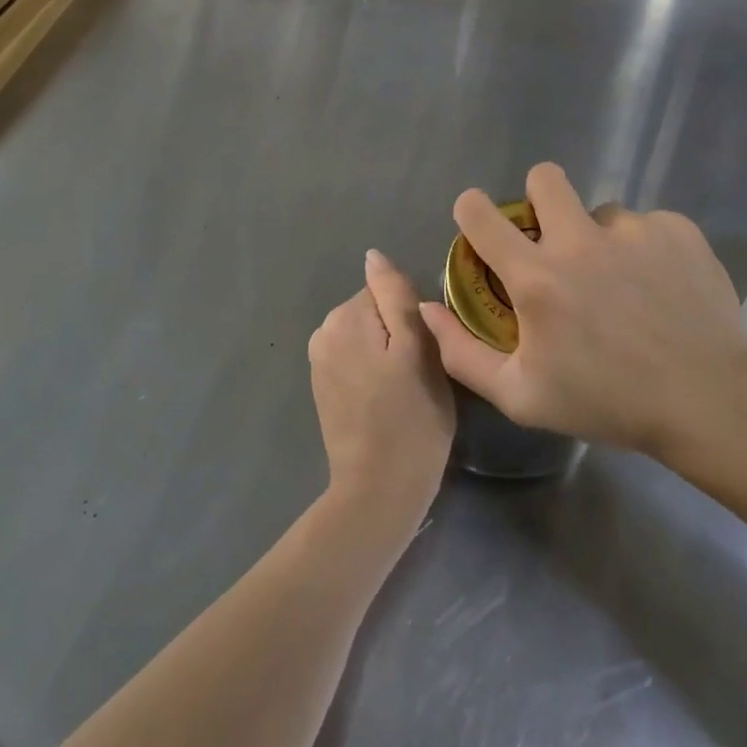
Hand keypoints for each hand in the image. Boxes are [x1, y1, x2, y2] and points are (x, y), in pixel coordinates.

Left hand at [309, 250, 455, 526]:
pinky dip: (373, 370)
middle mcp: (324, 331)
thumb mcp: (419, 348)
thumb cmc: (411, 418)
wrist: (379, 491)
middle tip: (420, 372)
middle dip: (399, 332)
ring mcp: (319, 361)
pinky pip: (357, 358)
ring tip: (406, 388)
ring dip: (388, 352)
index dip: (414, 316)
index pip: (388, 290)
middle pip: (376, 311)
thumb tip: (373, 256)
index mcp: (345, 316)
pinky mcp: (323, 387)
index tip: (427, 349)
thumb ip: (396, 295)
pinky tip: (386, 399)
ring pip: (369, 335)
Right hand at [420, 162, 746, 456]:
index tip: (479, 221)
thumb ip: (462, 352)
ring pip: (601, 211)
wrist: (708, 401)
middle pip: (544, 177)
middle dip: (539, 197)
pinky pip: (647, 225)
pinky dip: (645, 249)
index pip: (481, 214)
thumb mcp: (522, 396)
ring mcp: (633, 230)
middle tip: (555, 237)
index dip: (472, 209)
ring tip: (623, 284)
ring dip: (600, 238)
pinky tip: (660, 287)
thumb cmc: (607, 402)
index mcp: (537, 277)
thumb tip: (427, 309)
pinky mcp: (677, 229)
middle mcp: (580, 240)